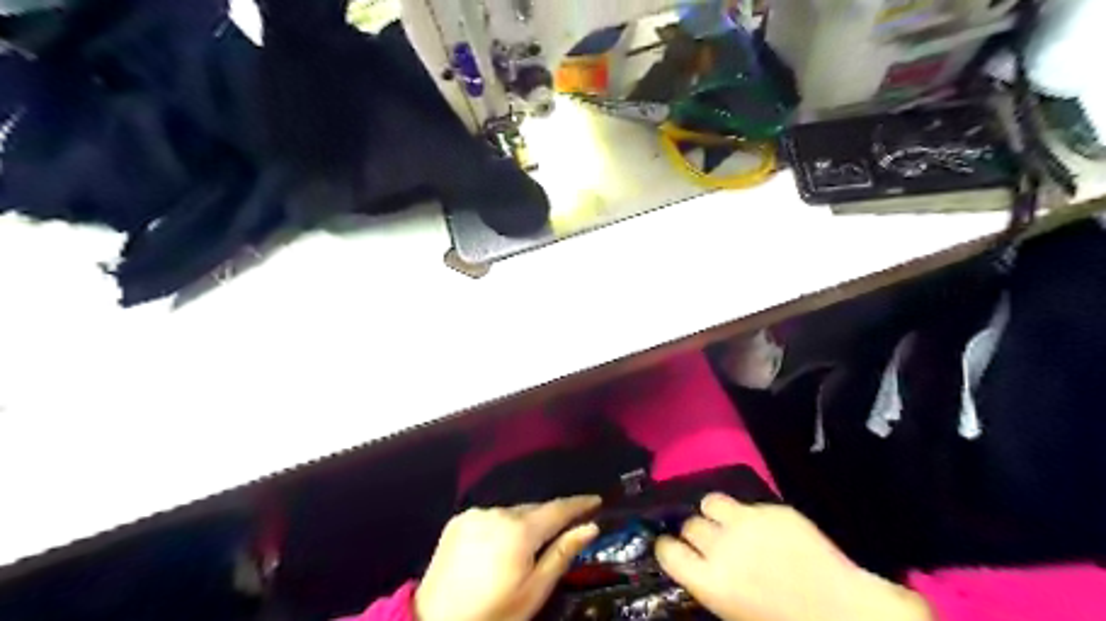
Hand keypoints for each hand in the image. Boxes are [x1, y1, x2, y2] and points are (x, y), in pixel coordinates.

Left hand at [419, 498, 601, 620]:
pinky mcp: (458, 520)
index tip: (596, 501)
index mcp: (519, 530)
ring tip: (530, 544)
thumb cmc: (494, 614)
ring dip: (525, 522)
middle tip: (568, 527)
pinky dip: (501, 525)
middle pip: (534, 509)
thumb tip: (590, 527)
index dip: (579, 504)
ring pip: (511, 512)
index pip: (557, 509)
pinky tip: (500, 544)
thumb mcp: (534, 591)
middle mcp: (498, 512)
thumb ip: (562, 553)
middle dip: (551, 517)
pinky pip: (490, 516)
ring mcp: (475, 514)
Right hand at [655, 495, 930, 620]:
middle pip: (689, 526)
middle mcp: (722, 547)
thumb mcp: (734, 611)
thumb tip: (694, 561)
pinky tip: (762, 528)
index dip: (667, 547)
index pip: (668, 551)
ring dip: (715, 514)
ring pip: (710, 502)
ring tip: (729, 524)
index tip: (671, 547)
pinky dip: (746, 514)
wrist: (843, 613)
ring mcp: (747, 523)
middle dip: (696, 534)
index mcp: (711, 582)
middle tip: (711, 543)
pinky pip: (744, 502)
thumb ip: (709, 581)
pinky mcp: (771, 509)